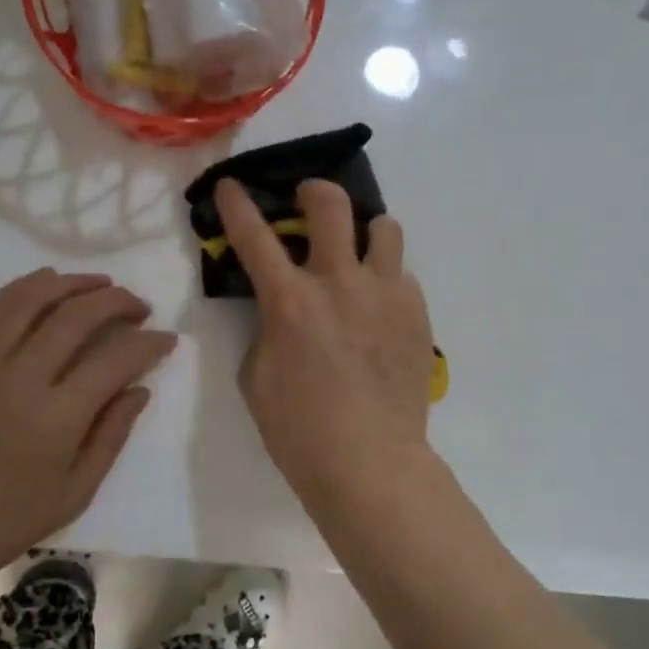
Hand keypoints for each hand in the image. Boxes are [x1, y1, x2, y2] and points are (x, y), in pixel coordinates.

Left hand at [0, 269, 175, 585]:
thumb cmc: (8, 519)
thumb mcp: (76, 491)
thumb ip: (112, 434)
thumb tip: (140, 388)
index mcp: (57, 418)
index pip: (115, 360)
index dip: (148, 343)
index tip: (167, 338)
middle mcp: (20, 378)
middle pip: (76, 317)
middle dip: (116, 302)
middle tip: (139, 306)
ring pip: (31, 299)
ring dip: (72, 283)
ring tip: (99, 284)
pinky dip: (24, 288)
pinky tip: (47, 284)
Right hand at [214, 178, 436, 521]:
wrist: (370, 463)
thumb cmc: (300, 429)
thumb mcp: (257, 377)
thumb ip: (267, 329)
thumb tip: (283, 310)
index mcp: (290, 301)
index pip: (254, 236)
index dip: (237, 204)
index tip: (231, 185)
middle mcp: (340, 283)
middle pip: (331, 204)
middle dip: (313, 192)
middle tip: (307, 202)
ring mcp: (385, 294)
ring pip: (384, 227)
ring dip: (363, 233)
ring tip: (356, 255)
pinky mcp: (417, 313)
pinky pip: (402, 275)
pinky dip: (385, 281)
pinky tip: (377, 310)